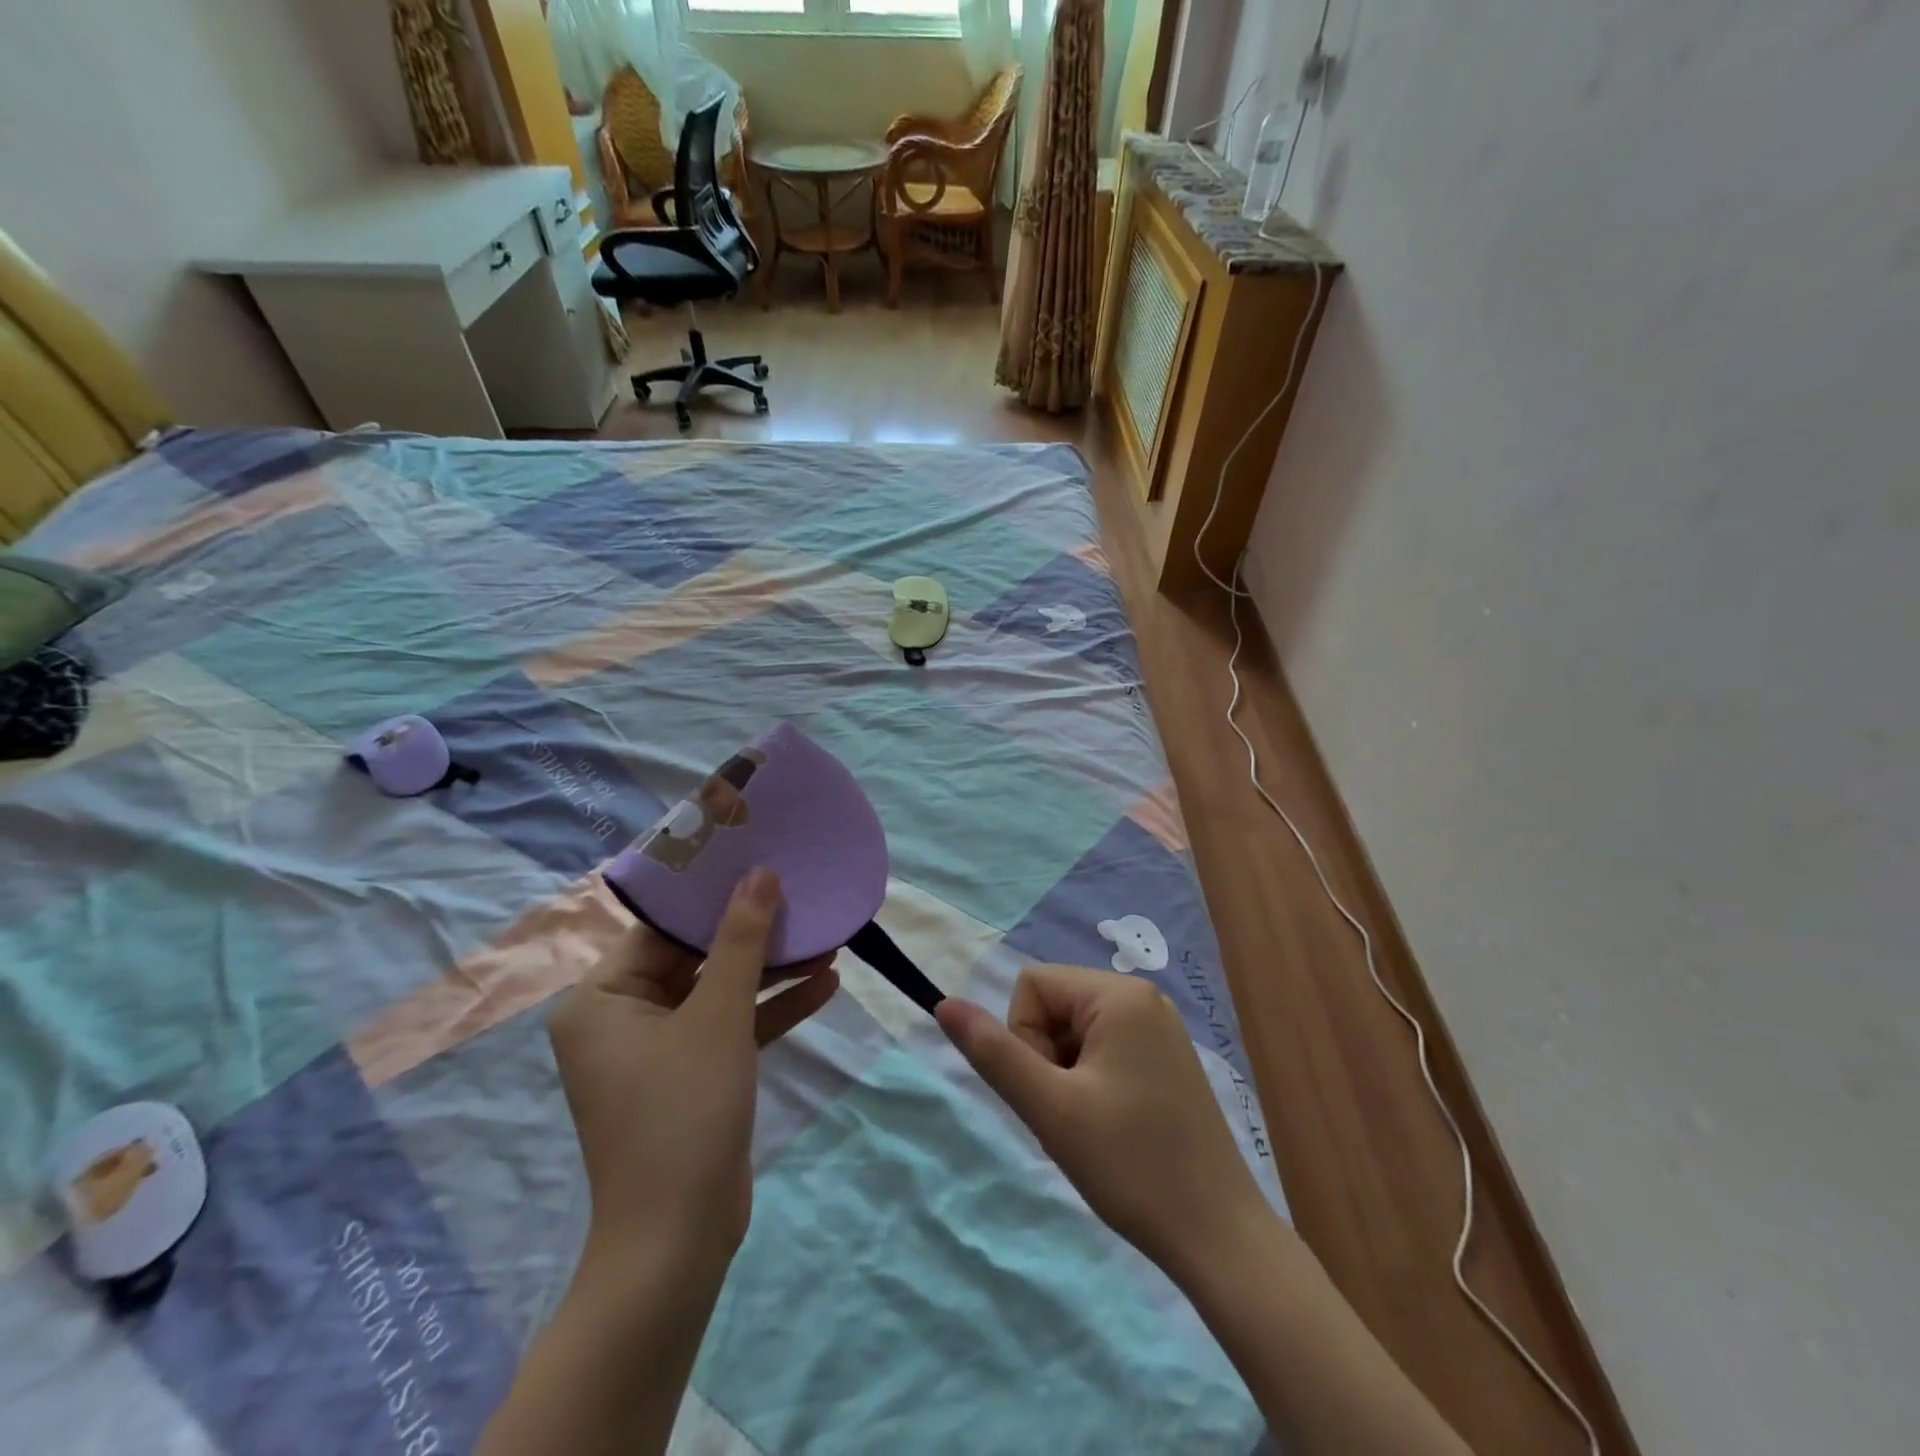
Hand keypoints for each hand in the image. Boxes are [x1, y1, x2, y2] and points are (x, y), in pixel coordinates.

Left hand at [548, 869, 838, 1268]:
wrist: (679, 1239)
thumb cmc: (684, 1112)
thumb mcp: (719, 1016)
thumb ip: (741, 941)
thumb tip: (759, 873)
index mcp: (603, 998)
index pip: (661, 928)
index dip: (711, 894)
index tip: (758, 861)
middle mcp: (624, 1017)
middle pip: (696, 957)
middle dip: (755, 935)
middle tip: (801, 896)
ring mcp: (660, 1049)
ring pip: (721, 991)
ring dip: (773, 971)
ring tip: (829, 939)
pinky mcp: (694, 1074)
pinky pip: (733, 1026)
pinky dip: (773, 1009)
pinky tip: (826, 984)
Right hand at [936, 965, 1269, 1283]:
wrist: (1218, 1236)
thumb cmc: (1131, 1165)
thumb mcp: (1050, 1109)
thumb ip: (994, 1053)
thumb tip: (944, 1003)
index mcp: (1118, 995)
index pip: (1032, 986)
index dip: (1024, 1038)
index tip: (1051, 1092)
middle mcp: (1143, 997)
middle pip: (1055, 1005)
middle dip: (1045, 1057)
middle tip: (1071, 1116)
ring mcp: (1160, 1027)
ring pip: (1076, 1031)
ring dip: (1065, 1074)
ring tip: (1091, 1126)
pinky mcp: (1168, 1058)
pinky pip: (1105, 1048)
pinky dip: (1090, 1082)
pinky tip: (1111, 1127)